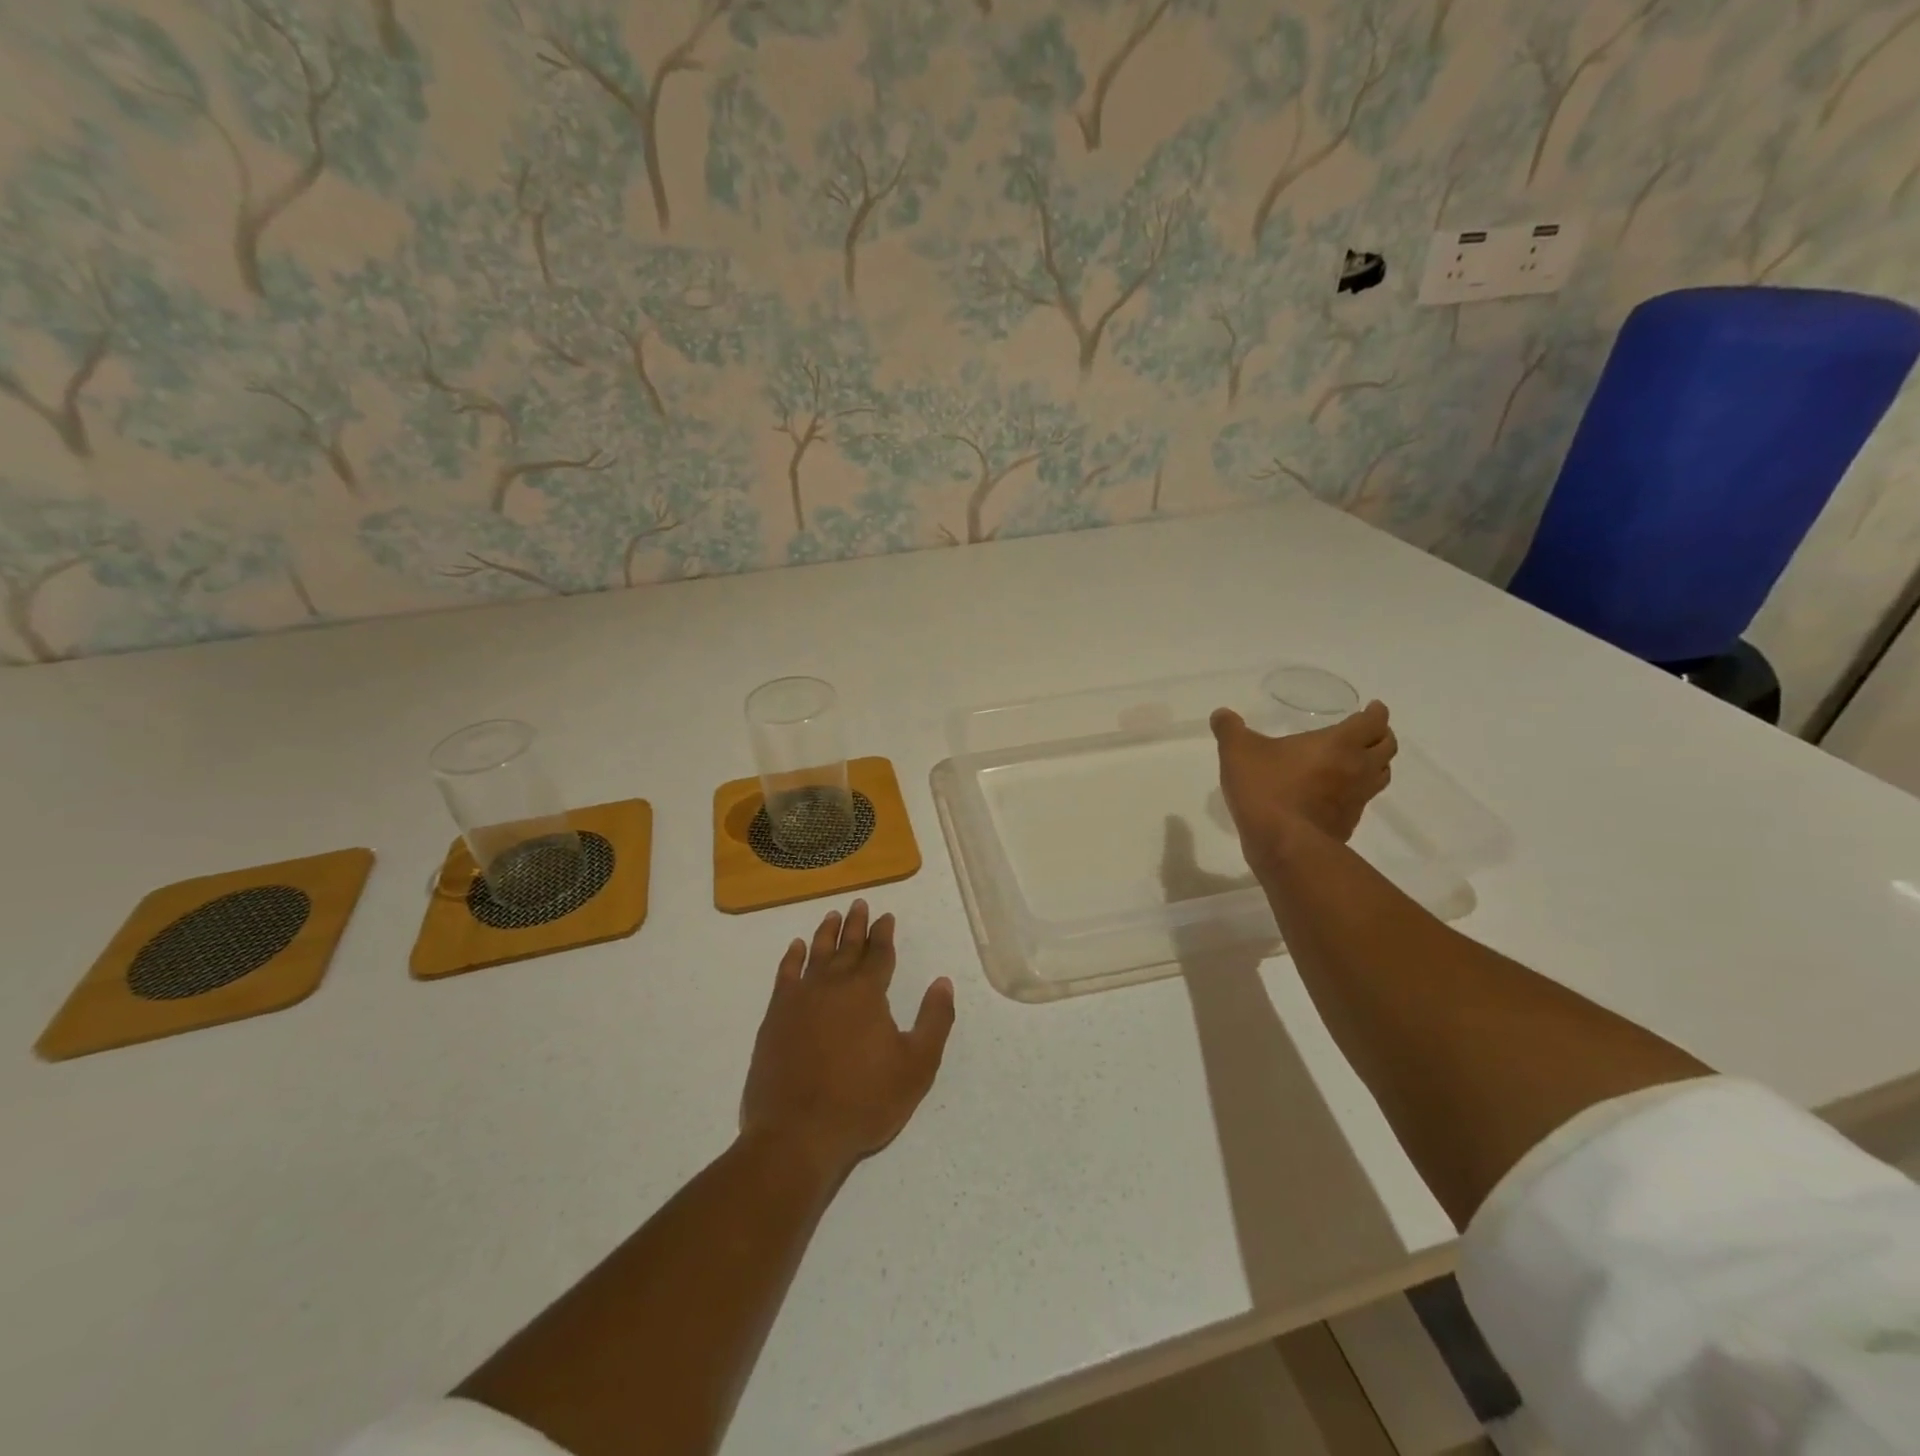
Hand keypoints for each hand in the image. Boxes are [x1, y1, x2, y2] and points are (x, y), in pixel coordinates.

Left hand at [740, 901, 955, 1178]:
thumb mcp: (916, 1066)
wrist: (797, 1134)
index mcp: (866, 992)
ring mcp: (799, 1000)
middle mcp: (832, 985)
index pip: (879, 953)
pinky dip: (791, 959)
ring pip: (815, 955)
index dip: (884, 933)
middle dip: (856, 925)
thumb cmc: (864, 1101)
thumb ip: (934, 1020)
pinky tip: (795, 948)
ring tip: (831, 916)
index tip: (886, 916)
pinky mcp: (775, 1018)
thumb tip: (942, 982)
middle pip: (846, 946)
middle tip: (859, 904)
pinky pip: (784, 976)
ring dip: (825, 934)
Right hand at [1212, 701, 1397, 861]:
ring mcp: (1357, 799)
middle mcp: (1357, 768)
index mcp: (1339, 743)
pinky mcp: (1348, 824)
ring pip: (1381, 776)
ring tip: (1358, 761)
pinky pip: (1362, 802)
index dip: (1376, 712)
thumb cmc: (1266, 787)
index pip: (1374, 721)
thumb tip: (1221, 714)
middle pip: (1388, 747)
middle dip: (1381, 736)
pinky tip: (1335, 795)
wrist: (1282, 843)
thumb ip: (1230, 729)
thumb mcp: (1237, 751)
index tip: (1372, 708)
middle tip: (1368, 732)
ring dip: (1376, 764)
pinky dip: (1356, 793)